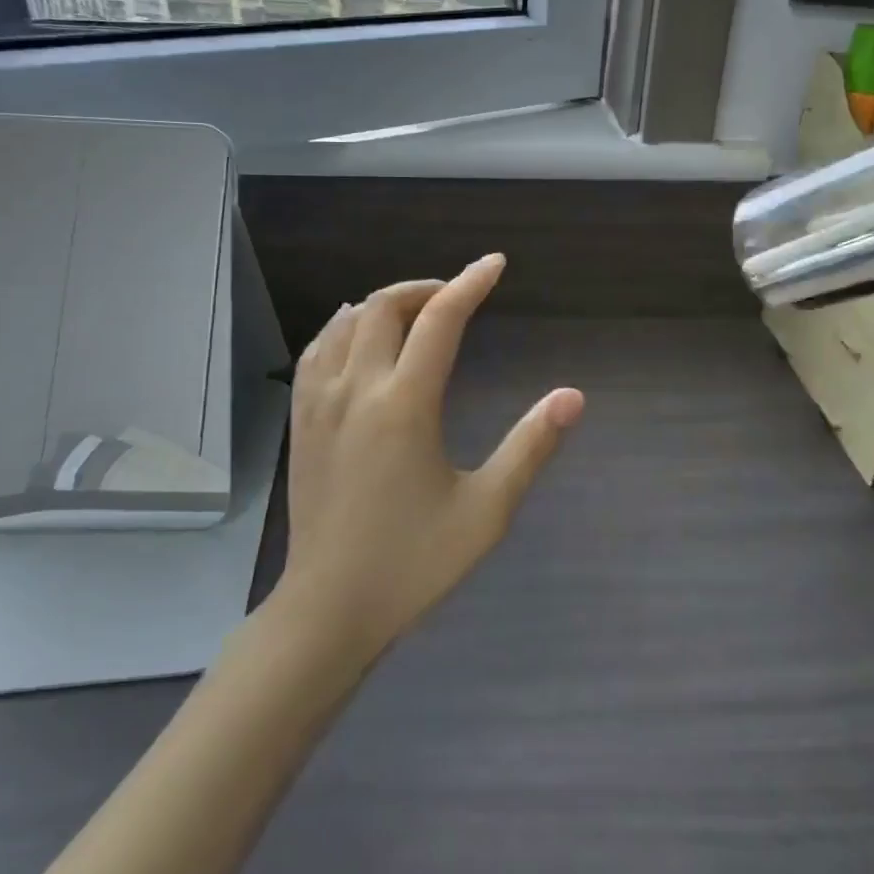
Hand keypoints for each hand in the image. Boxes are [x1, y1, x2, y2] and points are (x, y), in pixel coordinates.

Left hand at [278, 254, 584, 662]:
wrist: (329, 609)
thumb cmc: (413, 562)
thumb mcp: (486, 510)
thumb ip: (530, 447)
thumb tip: (572, 396)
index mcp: (405, 405)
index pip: (441, 320)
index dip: (471, 283)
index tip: (495, 264)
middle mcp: (357, 389)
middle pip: (386, 307)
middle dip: (426, 288)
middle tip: (458, 295)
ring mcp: (320, 403)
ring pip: (346, 322)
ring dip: (385, 303)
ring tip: (416, 310)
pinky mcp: (301, 421)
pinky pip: (317, 350)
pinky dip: (342, 326)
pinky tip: (355, 333)